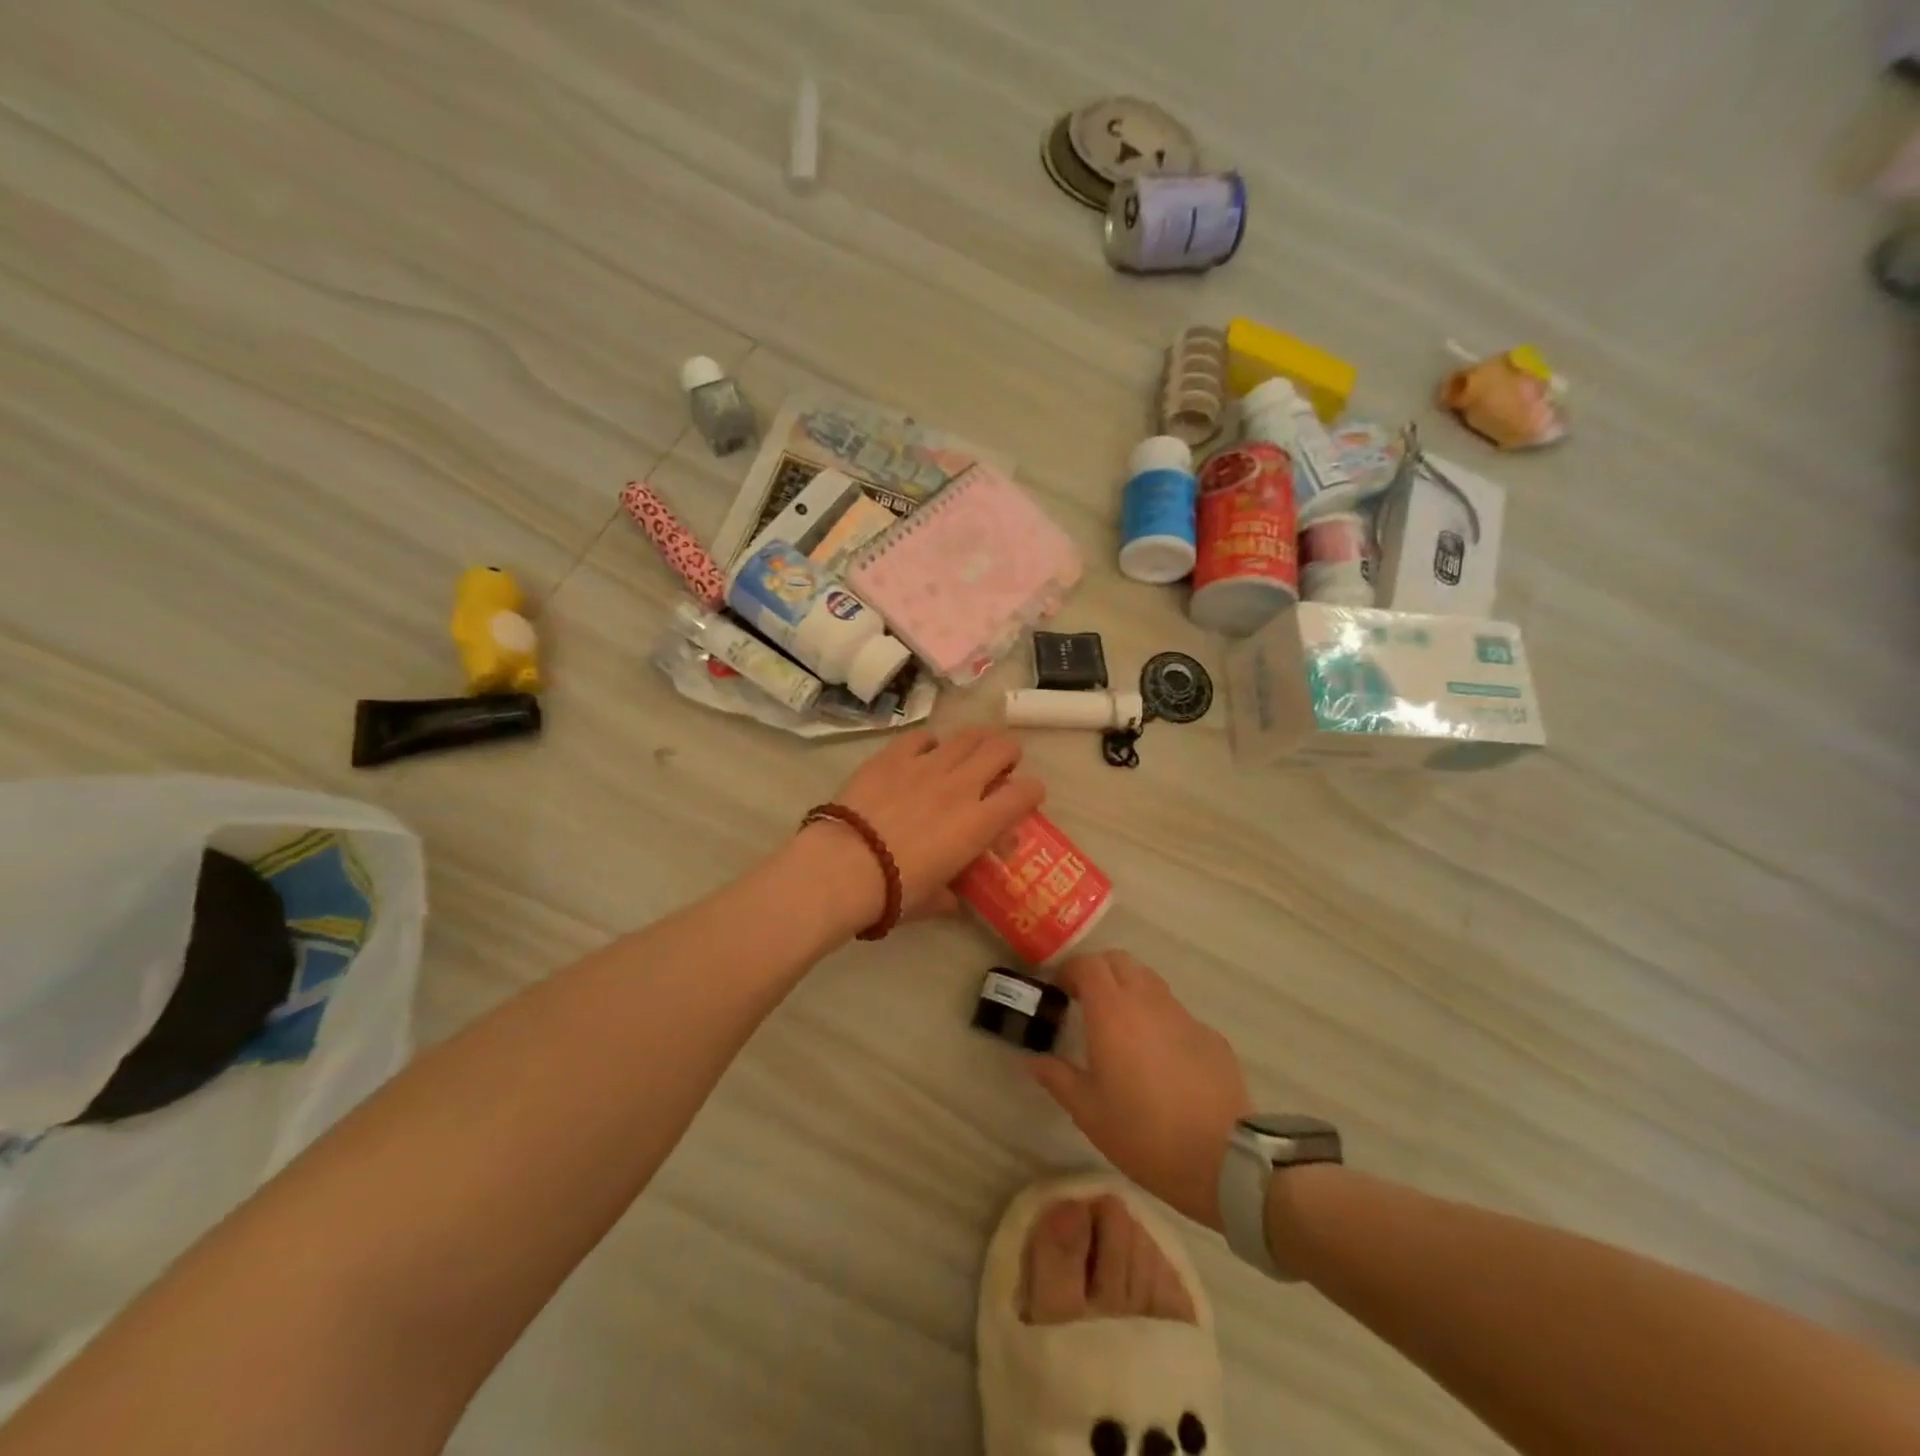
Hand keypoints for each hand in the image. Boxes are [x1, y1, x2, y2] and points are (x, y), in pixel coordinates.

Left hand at [815, 726, 1044, 923]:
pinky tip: (923, 753)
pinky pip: (921, 736)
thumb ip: (950, 895)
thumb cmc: (894, 892)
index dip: (1032, 791)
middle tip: (1001, 765)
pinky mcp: (893, 756)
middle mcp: (960, 786)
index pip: (1025, 793)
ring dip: (976, 740)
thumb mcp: (932, 901)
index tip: (1027, 798)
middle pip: (1001, 749)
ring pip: (966, 735)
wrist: (845, 867)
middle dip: (1008, 754)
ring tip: (970, 749)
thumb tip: (953, 899)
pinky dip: (929, 742)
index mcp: (978, 823)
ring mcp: (926, 765)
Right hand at [1029, 951, 1251, 1230]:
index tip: (1059, 992)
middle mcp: (1147, 1001)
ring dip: (1129, 989)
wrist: (1224, 1158)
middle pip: (1119, 961)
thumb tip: (1032, 1059)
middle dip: (1098, 971)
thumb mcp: (1088, 1112)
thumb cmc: (1143, 1133)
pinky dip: (1158, 1018)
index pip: (1088, 964)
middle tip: (1085, 1000)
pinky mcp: (1209, 1035)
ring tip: (1120, 1025)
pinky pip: (1175, 1012)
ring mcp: (1182, 1015)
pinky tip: (1158, 1056)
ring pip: (1149, 981)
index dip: (1070, 971)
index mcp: (1112, 1011)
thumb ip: (1057, 1077)